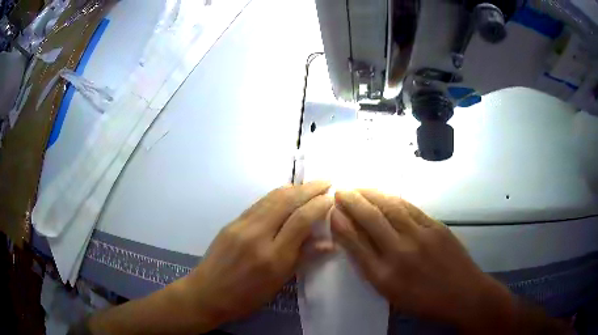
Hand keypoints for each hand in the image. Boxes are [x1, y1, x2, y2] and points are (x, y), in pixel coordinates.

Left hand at [182, 181, 332, 326]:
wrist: (207, 293)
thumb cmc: (246, 297)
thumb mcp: (278, 283)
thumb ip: (302, 258)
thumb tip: (328, 243)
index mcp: (273, 257)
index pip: (301, 220)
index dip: (319, 205)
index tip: (331, 198)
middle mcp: (257, 235)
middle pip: (287, 201)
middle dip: (309, 188)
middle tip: (326, 182)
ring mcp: (241, 226)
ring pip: (271, 198)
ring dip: (293, 188)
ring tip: (309, 185)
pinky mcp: (231, 222)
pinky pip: (258, 203)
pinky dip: (276, 195)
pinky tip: (285, 194)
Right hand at [330, 189, 514, 331]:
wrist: (463, 295)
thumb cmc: (424, 301)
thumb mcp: (391, 293)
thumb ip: (372, 267)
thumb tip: (355, 242)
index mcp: (384, 276)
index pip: (355, 243)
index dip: (341, 223)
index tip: (332, 210)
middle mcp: (399, 253)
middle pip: (370, 219)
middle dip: (352, 202)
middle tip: (340, 191)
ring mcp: (420, 236)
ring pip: (390, 208)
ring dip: (371, 194)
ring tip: (358, 187)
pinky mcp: (436, 227)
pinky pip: (411, 208)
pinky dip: (394, 199)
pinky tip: (385, 194)